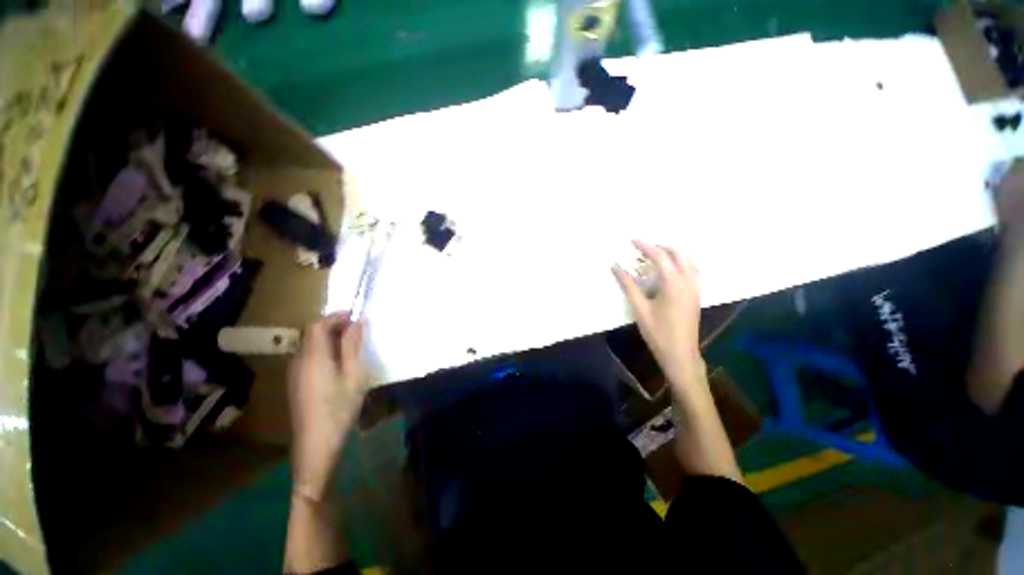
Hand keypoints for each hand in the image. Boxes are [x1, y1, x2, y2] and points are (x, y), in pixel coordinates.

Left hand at [288, 312, 365, 500]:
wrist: (315, 445)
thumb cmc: (339, 408)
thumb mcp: (353, 375)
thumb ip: (353, 346)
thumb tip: (358, 321)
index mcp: (313, 357)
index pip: (317, 325)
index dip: (335, 316)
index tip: (355, 315)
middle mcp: (299, 360)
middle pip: (312, 333)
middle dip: (334, 325)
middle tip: (358, 329)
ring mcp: (295, 372)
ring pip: (310, 345)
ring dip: (330, 338)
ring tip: (352, 345)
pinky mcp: (296, 383)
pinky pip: (309, 356)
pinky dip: (325, 350)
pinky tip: (340, 363)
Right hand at [613, 240, 703, 388]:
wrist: (680, 353)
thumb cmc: (658, 331)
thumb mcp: (639, 308)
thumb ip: (628, 285)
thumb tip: (615, 267)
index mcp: (674, 283)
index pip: (659, 256)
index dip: (645, 246)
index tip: (632, 239)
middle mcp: (688, 280)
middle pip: (678, 253)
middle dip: (660, 246)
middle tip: (642, 249)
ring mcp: (695, 287)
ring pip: (688, 260)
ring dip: (672, 253)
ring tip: (654, 257)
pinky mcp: (696, 294)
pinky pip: (692, 269)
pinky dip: (680, 262)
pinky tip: (668, 270)